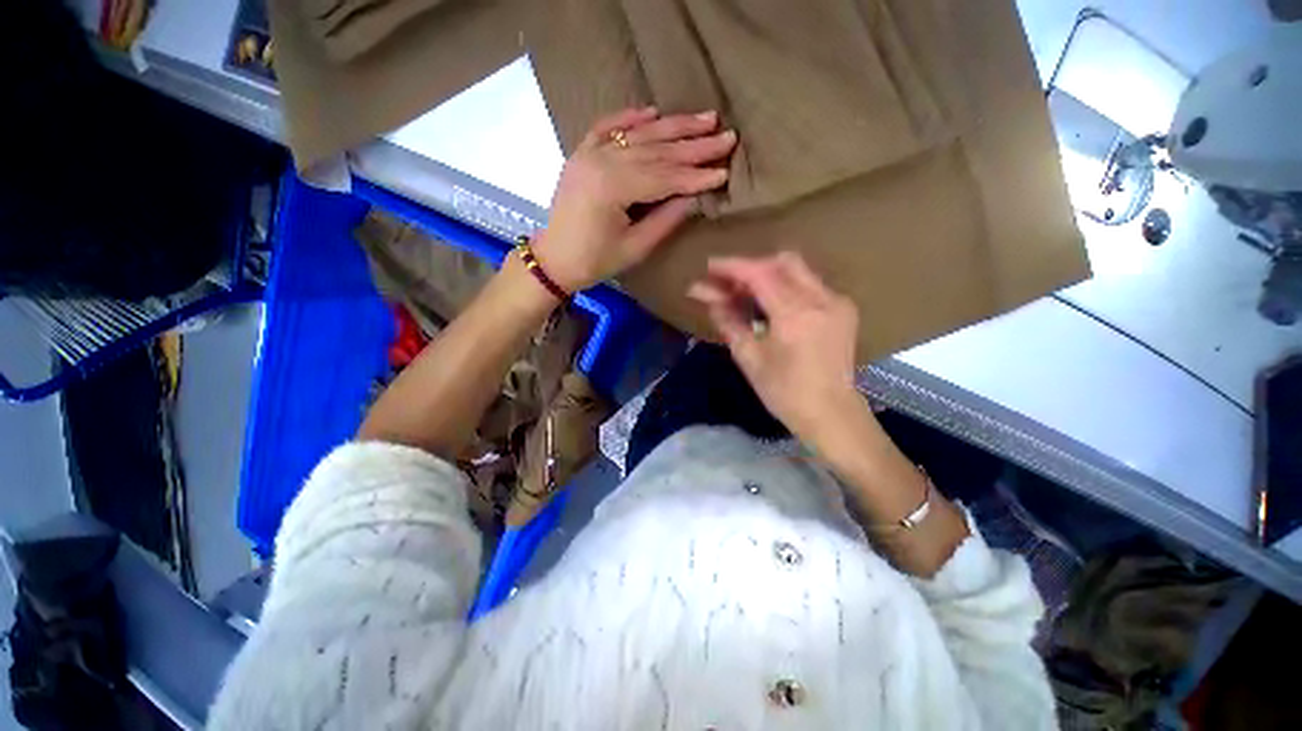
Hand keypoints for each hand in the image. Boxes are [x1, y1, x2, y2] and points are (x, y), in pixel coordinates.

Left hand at [531, 107, 736, 291]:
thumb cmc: (595, 260)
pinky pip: (608, 127)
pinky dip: (630, 118)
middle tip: (727, 135)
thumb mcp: (635, 247)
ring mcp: (589, 153)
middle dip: (694, 145)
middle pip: (656, 150)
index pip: (665, 177)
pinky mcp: (582, 153)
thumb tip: (694, 196)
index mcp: (612, 187)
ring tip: (705, 118)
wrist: (555, 258)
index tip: (725, 171)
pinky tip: (652, 111)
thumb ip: (666, 220)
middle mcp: (601, 160)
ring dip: (673, 126)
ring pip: (639, 136)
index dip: (696, 176)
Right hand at [688, 252, 864, 443]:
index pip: (760, 275)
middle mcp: (821, 300)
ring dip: (768, 275)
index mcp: (796, 316)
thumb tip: (706, 296)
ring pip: (798, 270)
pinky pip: (809, 284)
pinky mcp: (844, 308)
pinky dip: (785, 286)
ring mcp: (837, 302)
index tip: (710, 266)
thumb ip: (728, 320)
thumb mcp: (749, 358)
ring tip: (745, 293)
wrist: (831, 414)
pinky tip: (771, 304)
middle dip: (751, 267)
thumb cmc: (784, 392)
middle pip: (782, 262)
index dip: (732, 267)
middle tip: (728, 284)